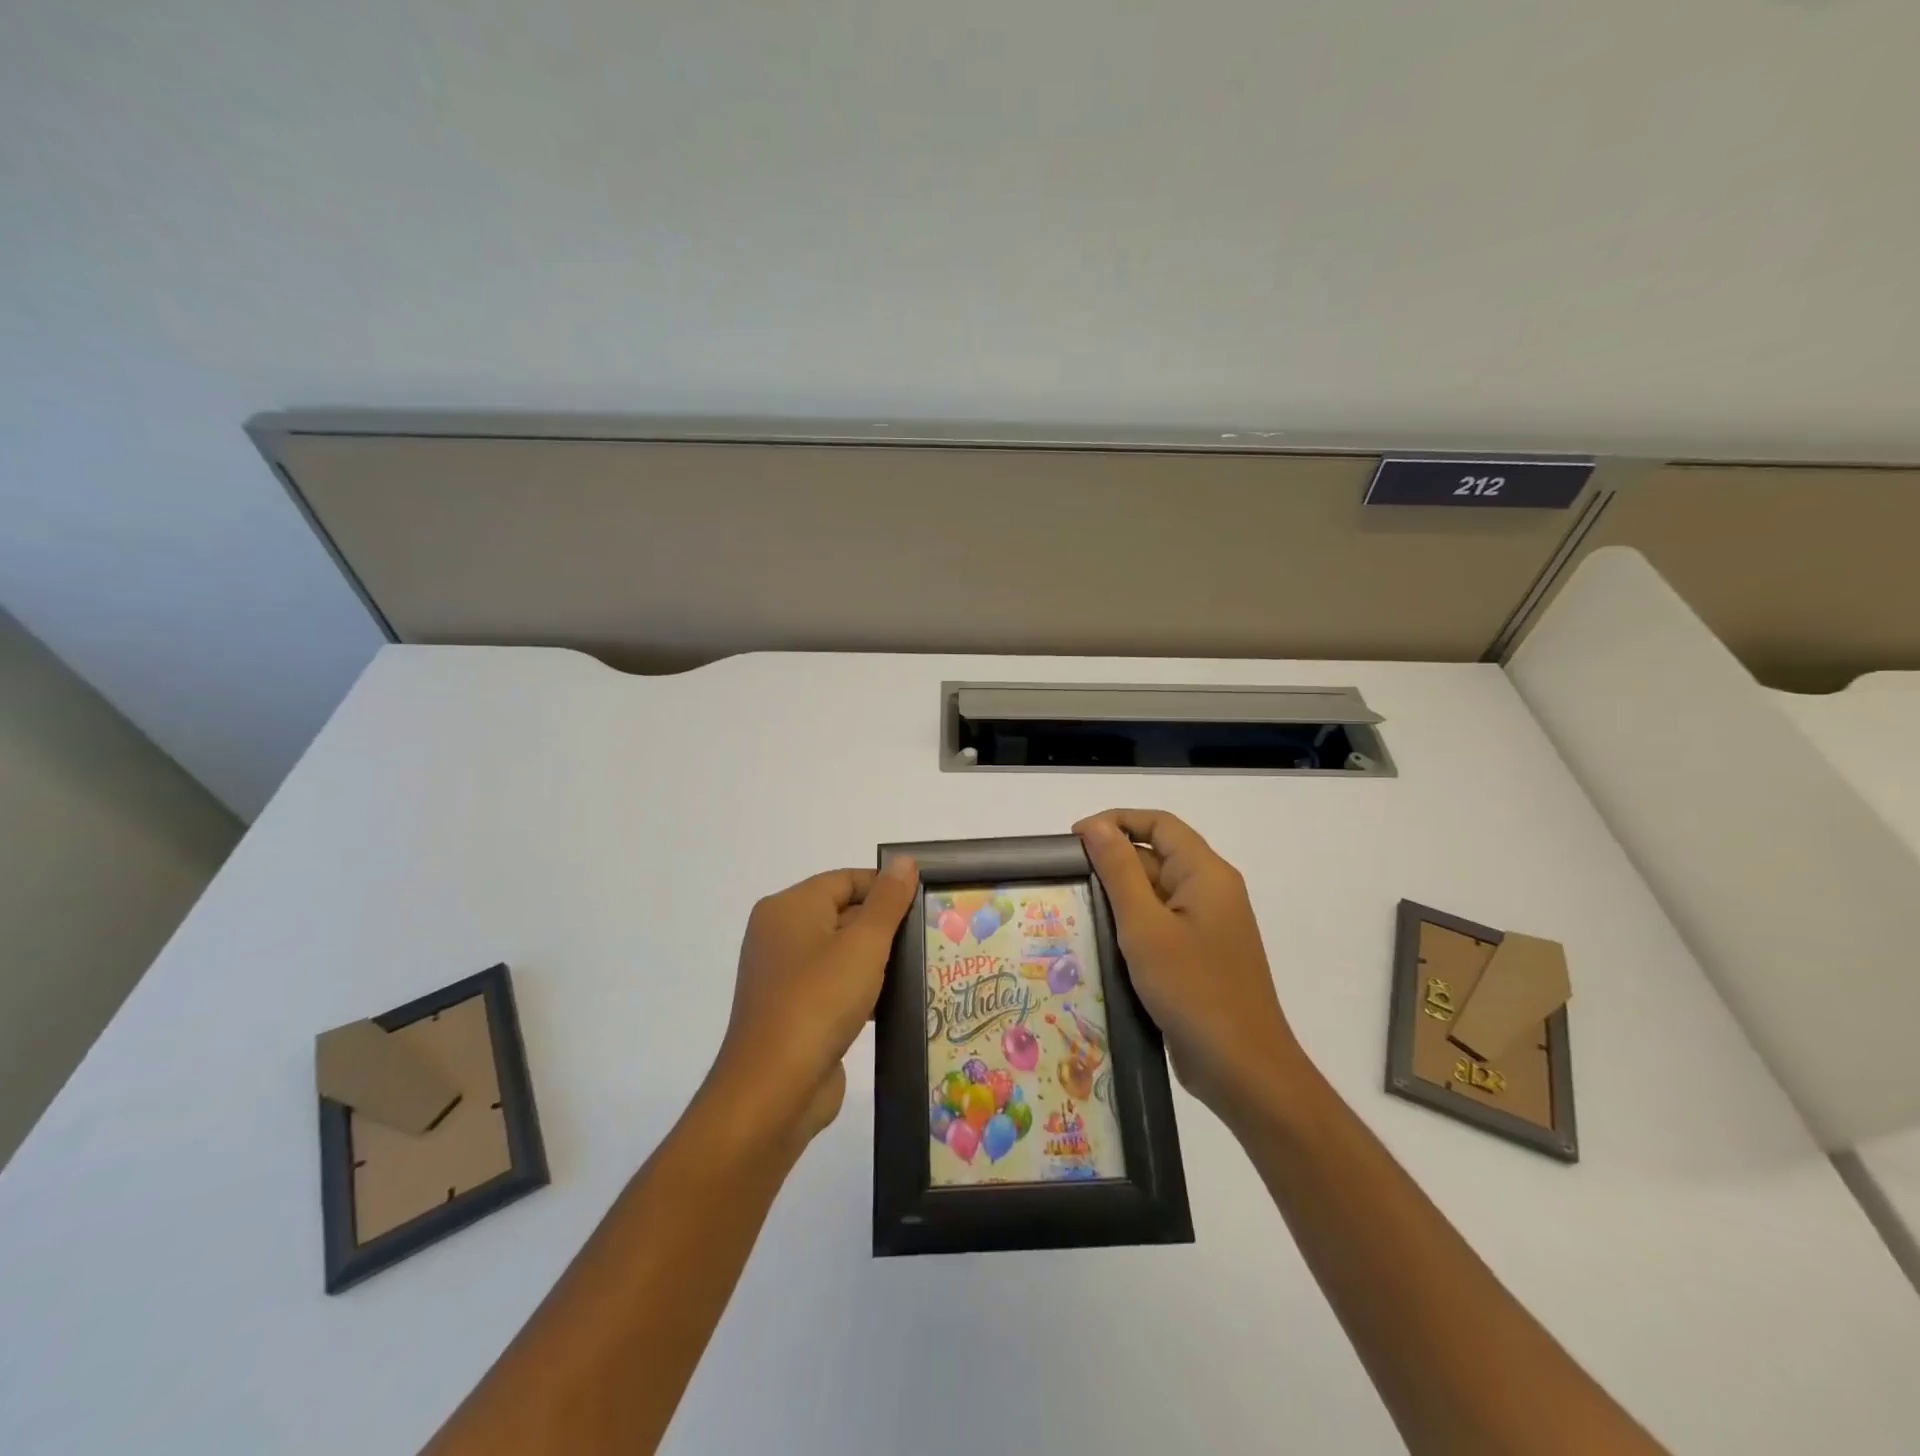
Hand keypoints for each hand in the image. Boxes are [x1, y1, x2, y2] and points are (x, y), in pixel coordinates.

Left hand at [710, 857, 919, 1142]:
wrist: (774, 1090)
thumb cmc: (819, 1001)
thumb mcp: (864, 944)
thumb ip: (888, 901)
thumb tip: (904, 861)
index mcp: (789, 907)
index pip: (845, 879)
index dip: (885, 887)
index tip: (924, 904)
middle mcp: (780, 934)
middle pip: (842, 913)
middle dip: (884, 925)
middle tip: (929, 937)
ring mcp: (783, 975)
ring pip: (840, 952)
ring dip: (877, 961)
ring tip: (921, 968)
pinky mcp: (792, 1011)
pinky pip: (833, 986)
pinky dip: (861, 990)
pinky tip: (894, 1003)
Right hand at [1074, 810, 1305, 1119]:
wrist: (1244, 1070)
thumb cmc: (1193, 989)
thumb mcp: (1145, 926)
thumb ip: (1119, 871)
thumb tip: (1095, 826)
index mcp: (1206, 873)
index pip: (1159, 823)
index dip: (1116, 821)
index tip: (1074, 839)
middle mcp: (1211, 892)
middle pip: (1157, 856)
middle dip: (1112, 862)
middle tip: (1067, 880)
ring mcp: (1208, 927)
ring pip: (1156, 894)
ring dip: (1118, 897)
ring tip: (1075, 909)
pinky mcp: (1200, 957)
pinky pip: (1161, 925)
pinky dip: (1132, 927)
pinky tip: (1101, 944)